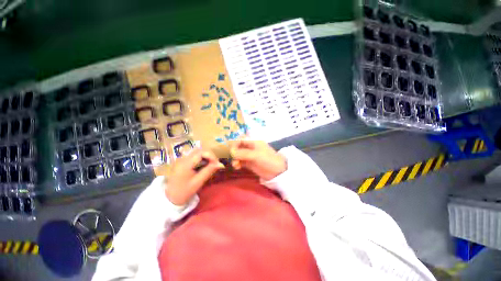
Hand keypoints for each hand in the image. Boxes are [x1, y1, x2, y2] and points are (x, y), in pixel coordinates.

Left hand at [164, 149, 223, 205]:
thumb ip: (209, 171)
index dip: (211, 156)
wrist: (170, 198)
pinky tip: (204, 165)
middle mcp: (182, 158)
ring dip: (206, 156)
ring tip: (211, 165)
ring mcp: (181, 159)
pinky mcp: (182, 161)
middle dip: (209, 155)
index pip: (201, 152)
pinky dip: (202, 158)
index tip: (217, 164)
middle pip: (199, 150)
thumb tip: (221, 164)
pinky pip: (194, 155)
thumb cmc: (184, 192)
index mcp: (185, 163)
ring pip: (197, 152)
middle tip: (215, 164)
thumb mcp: (198, 182)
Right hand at [229, 139, 286, 180]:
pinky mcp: (249, 163)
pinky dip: (237, 163)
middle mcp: (250, 147)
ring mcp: (250, 155)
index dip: (235, 144)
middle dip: (234, 152)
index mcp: (253, 142)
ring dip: (235, 159)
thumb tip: (231, 152)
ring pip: (238, 155)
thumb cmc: (268, 159)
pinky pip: (241, 161)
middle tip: (232, 158)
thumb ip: (243, 153)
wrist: (277, 171)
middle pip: (238, 147)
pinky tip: (237, 167)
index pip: (241, 139)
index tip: (231, 151)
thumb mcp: (256, 155)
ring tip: (235, 165)